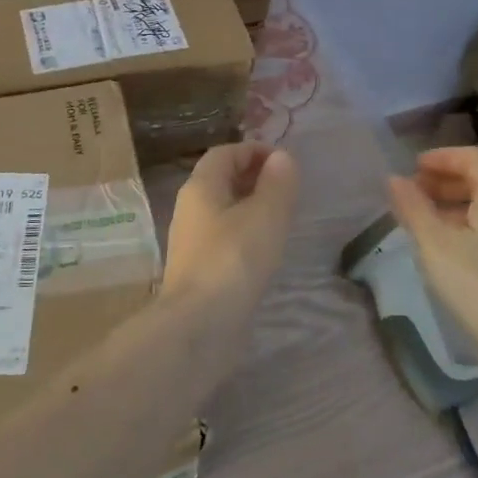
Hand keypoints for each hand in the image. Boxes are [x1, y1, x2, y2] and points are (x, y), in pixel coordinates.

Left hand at [165, 144, 299, 305]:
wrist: (198, 326)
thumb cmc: (233, 260)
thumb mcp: (265, 215)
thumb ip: (277, 183)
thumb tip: (281, 157)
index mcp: (200, 187)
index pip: (224, 153)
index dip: (254, 151)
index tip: (285, 163)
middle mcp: (190, 208)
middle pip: (221, 180)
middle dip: (253, 177)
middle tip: (287, 189)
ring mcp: (192, 241)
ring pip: (223, 210)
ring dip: (251, 207)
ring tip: (282, 218)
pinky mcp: (199, 269)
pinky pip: (224, 238)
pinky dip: (245, 233)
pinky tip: (265, 250)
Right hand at [387, 146, 477, 343]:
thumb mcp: (435, 244)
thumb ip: (414, 208)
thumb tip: (395, 179)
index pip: (475, 158)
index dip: (443, 157)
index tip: (414, 168)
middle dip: (446, 180)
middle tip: (414, 192)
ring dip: (455, 204)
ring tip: (424, 220)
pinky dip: (467, 226)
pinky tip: (446, 248)